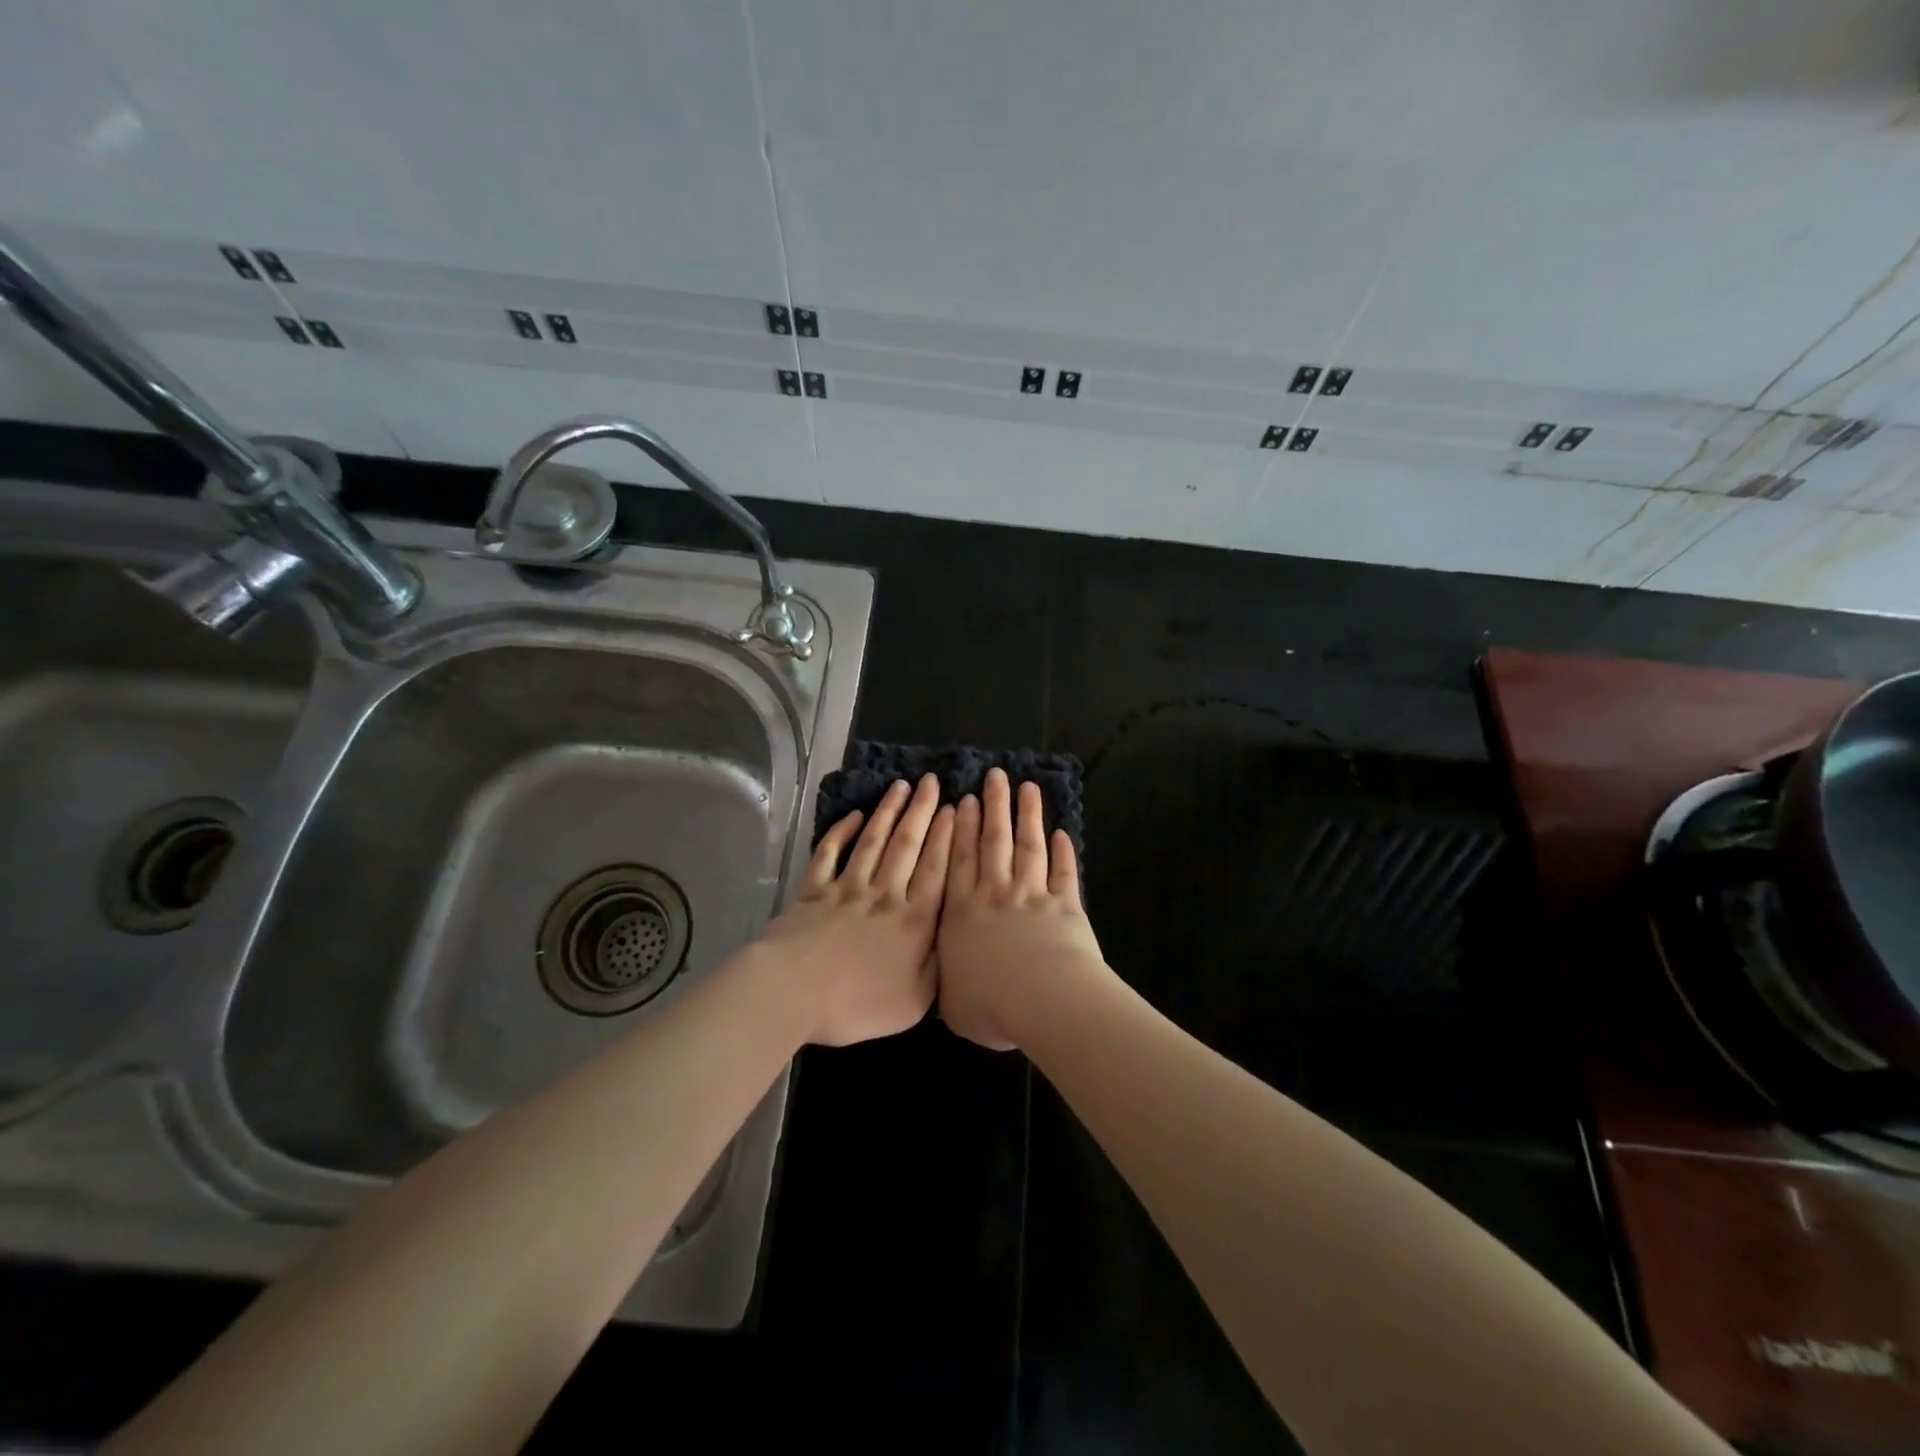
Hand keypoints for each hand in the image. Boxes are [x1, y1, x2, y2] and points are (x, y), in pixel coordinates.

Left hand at [753, 774, 953, 1046]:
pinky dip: (840, 832)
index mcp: (913, 920)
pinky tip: (853, 816)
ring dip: (887, 812)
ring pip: (872, 842)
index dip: (946, 836)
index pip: (935, 869)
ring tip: (900, 786)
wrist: (793, 992)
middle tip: (931, 781)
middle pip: (906, 845)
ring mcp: (846, 889)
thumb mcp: (915, 1001)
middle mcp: (884, 895)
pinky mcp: (813, 891)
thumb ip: (938, 968)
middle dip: (921, 811)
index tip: (953, 806)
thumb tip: (954, 942)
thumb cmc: (857, 1003)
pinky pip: (829, 854)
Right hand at [937, 767, 1106, 1049]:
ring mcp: (1031, 895)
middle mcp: (994, 894)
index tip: (965, 800)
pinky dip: (1064, 853)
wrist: (1042, 1000)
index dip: (961, 829)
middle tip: (994, 776)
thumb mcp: (951, 1001)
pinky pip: (1063, 872)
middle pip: (993, 841)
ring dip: (1028, 816)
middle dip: (994, 806)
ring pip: (1028, 846)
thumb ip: (946, 979)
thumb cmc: (990, 1004)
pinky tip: (1062, 834)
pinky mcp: (1065, 904)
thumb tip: (942, 974)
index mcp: (961, 913)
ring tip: (1028, 788)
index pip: (959, 861)